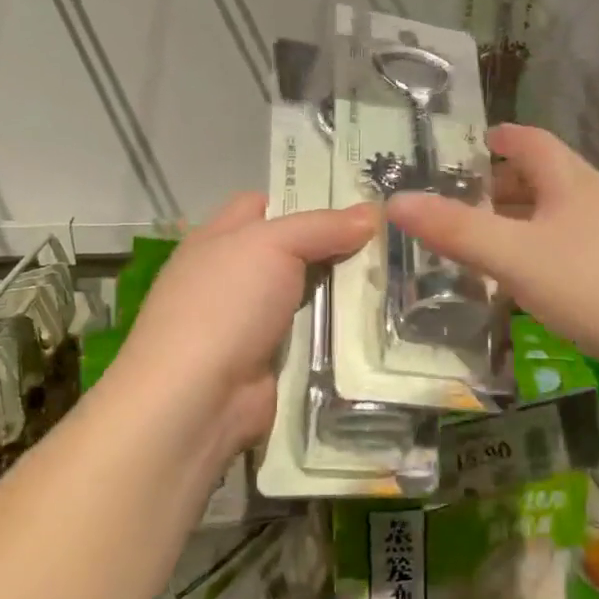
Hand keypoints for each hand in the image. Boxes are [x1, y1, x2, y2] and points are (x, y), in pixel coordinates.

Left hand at [108, 194, 374, 461]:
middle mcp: (232, 278)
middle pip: (293, 252)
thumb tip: (371, 213)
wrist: (197, 399)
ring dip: (345, 293)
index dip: (304, 199)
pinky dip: (340, 333)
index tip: (356, 202)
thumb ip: (321, 227)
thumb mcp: (271, 245)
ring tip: (401, 281)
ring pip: (309, 296)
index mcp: (218, 240)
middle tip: (392, 240)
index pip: (262, 205)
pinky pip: (313, 337)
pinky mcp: (271, 361)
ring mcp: (250, 323)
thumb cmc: (224, 305)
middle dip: (336, 247)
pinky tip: (381, 325)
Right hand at [386, 125, 598, 391]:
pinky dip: (562, 259)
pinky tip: (554, 292)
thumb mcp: (518, 260)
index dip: (505, 138)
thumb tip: (393, 201)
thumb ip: (458, 232)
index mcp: (576, 184)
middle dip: (511, 189)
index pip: (535, 143)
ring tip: (503, 251)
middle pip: (554, 182)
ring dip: (536, 228)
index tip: (481, 141)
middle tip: (473, 206)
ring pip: (574, 221)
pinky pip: (594, 254)